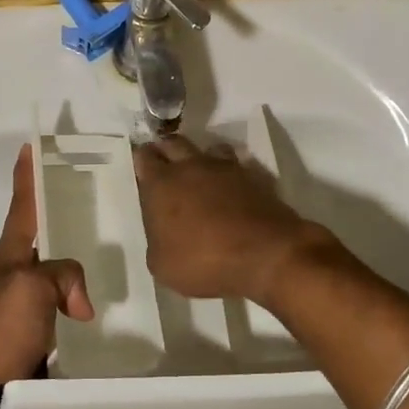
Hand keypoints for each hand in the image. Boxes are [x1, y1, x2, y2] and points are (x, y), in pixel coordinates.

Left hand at [0, 144, 95, 382]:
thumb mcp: (32, 289)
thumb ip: (62, 276)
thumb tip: (79, 303)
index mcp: (10, 255)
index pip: (22, 206)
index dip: (27, 176)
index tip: (30, 146)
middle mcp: (15, 273)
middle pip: (43, 237)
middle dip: (61, 217)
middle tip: (91, 202)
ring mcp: (22, 304)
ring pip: (56, 273)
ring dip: (75, 264)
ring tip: (107, 256)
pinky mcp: (31, 332)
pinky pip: (60, 306)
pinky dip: (76, 301)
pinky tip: (98, 309)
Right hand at [133, 135, 328, 303]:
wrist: (265, 254)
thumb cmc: (205, 261)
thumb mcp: (162, 265)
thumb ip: (157, 240)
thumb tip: (163, 231)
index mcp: (161, 185)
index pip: (144, 158)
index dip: (143, 160)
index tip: (144, 169)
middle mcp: (191, 167)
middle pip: (173, 143)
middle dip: (166, 149)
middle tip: (166, 164)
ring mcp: (225, 168)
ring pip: (208, 148)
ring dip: (201, 157)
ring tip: (200, 173)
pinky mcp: (253, 176)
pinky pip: (236, 164)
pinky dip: (230, 172)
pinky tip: (231, 187)